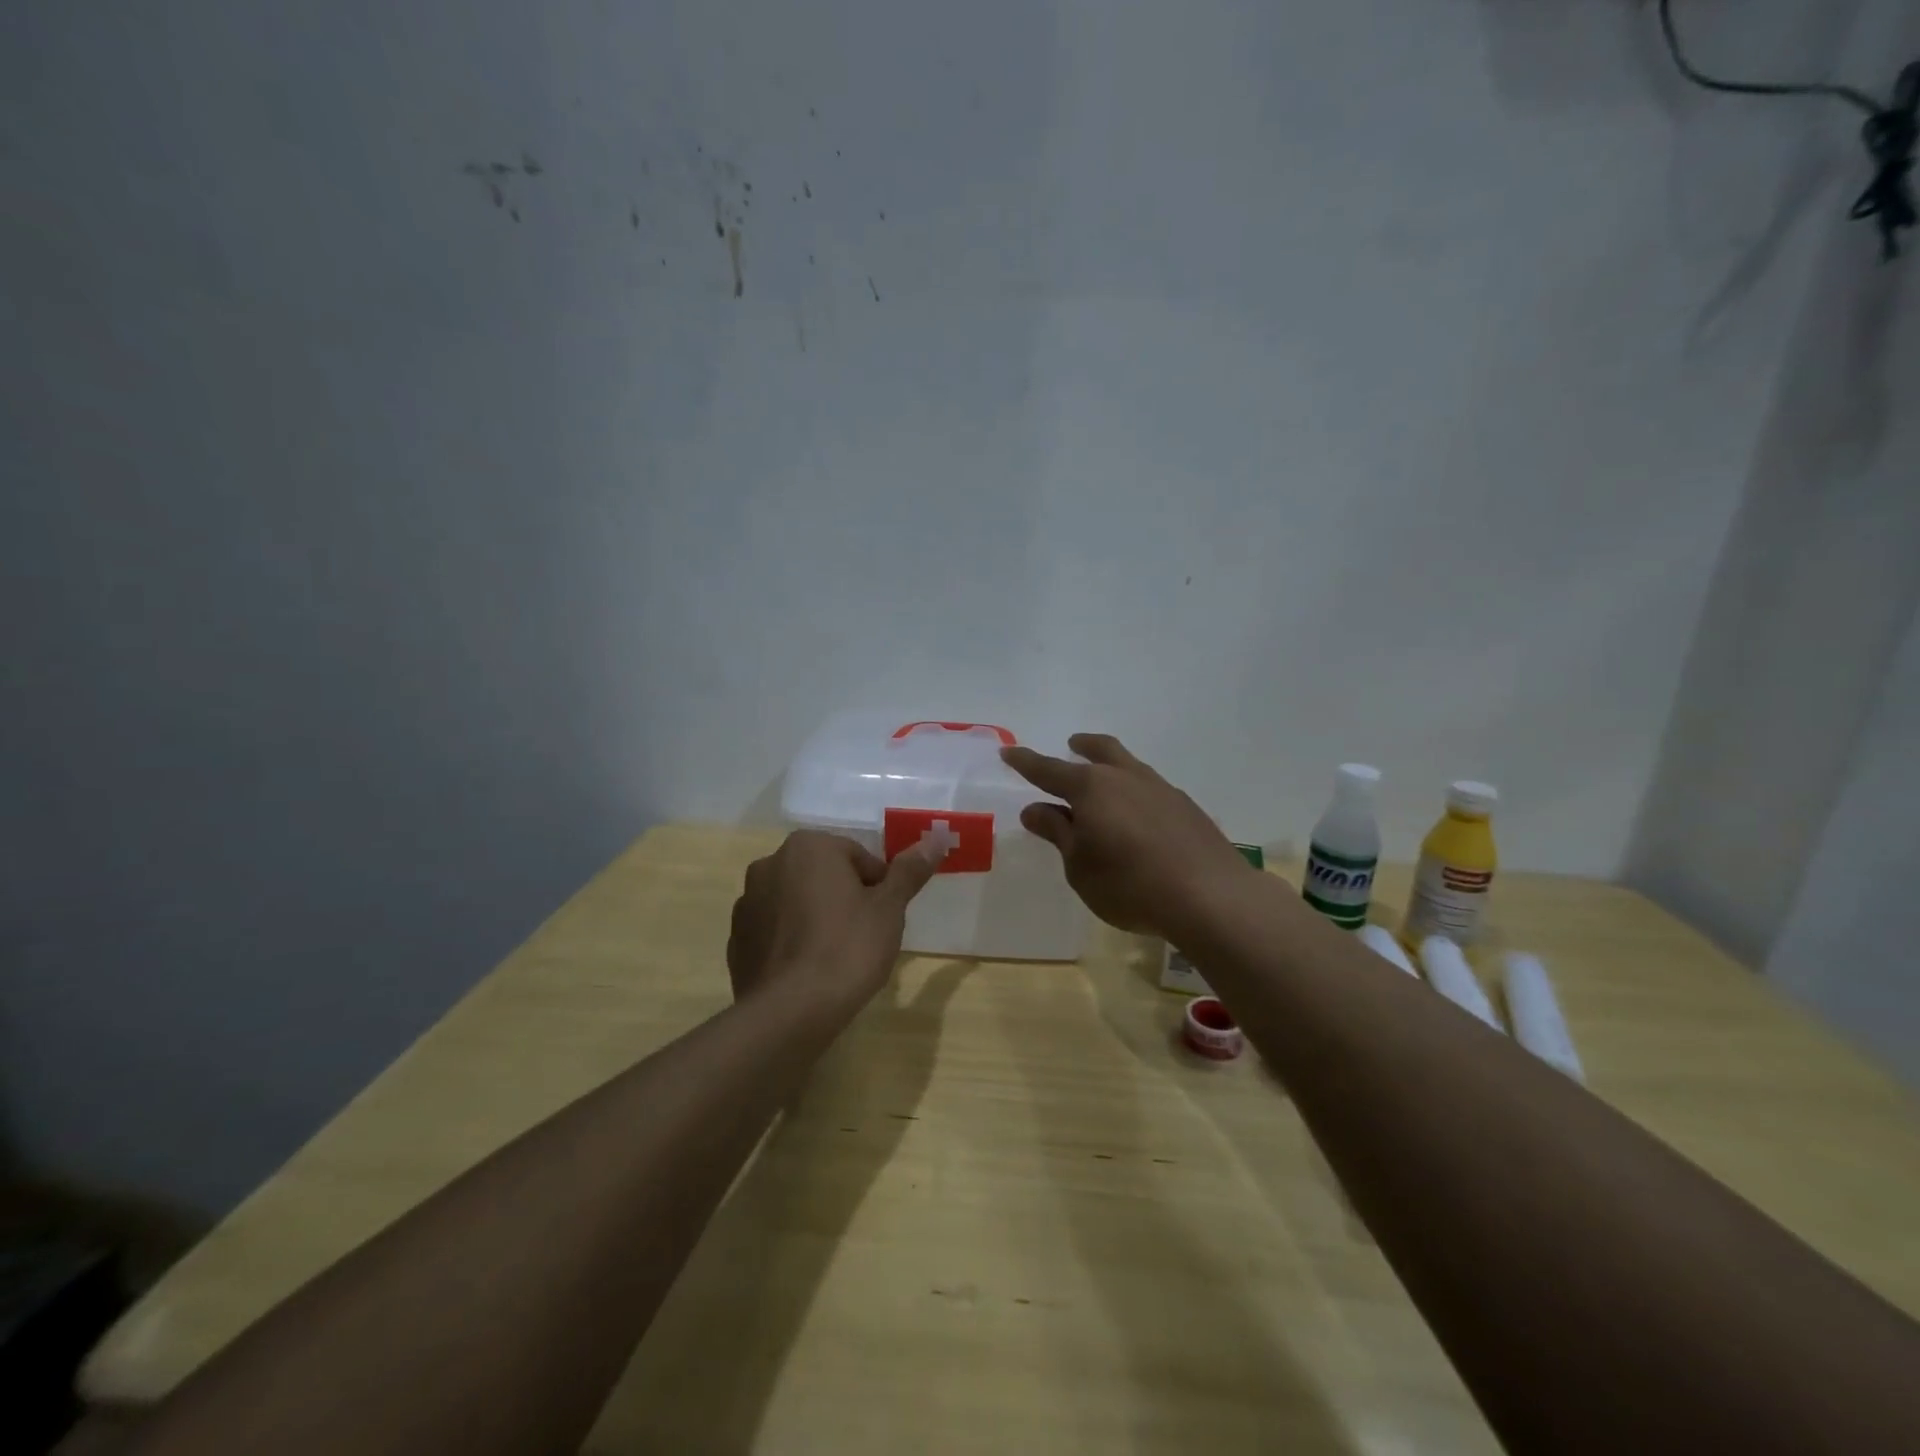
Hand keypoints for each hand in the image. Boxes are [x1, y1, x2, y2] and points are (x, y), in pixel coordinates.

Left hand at [727, 830, 943, 1013]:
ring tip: (835, 957)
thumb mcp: (889, 908)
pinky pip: (775, 931)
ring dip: (815, 918)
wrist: (791, 1012)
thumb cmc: (848, 948)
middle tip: (864, 936)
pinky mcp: (736, 939)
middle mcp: (770, 863)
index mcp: (808, 847)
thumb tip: (935, 838)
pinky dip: (792, 942)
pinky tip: (808, 972)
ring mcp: (747, 903)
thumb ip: (909, 871)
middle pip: (824, 876)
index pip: (857, 858)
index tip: (884, 918)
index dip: (878, 887)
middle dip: (844, 899)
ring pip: (796, 902)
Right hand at [1002, 734, 1255, 938]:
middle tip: (1072, 744)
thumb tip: (1035, 809)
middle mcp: (1125, 778)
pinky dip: (1135, 791)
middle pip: (1100, 750)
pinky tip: (1137, 815)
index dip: (1025, 762)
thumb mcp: (1080, 866)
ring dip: (1112, 766)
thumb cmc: (1129, 885)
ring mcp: (1161, 789)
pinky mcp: (1186, 808)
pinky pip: (1151, 788)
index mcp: (1091, 788)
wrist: (1209, 896)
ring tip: (1104, 781)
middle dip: (1082, 746)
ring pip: (1129, 765)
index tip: (1008, 752)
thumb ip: (1058, 833)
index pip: (1048, 769)